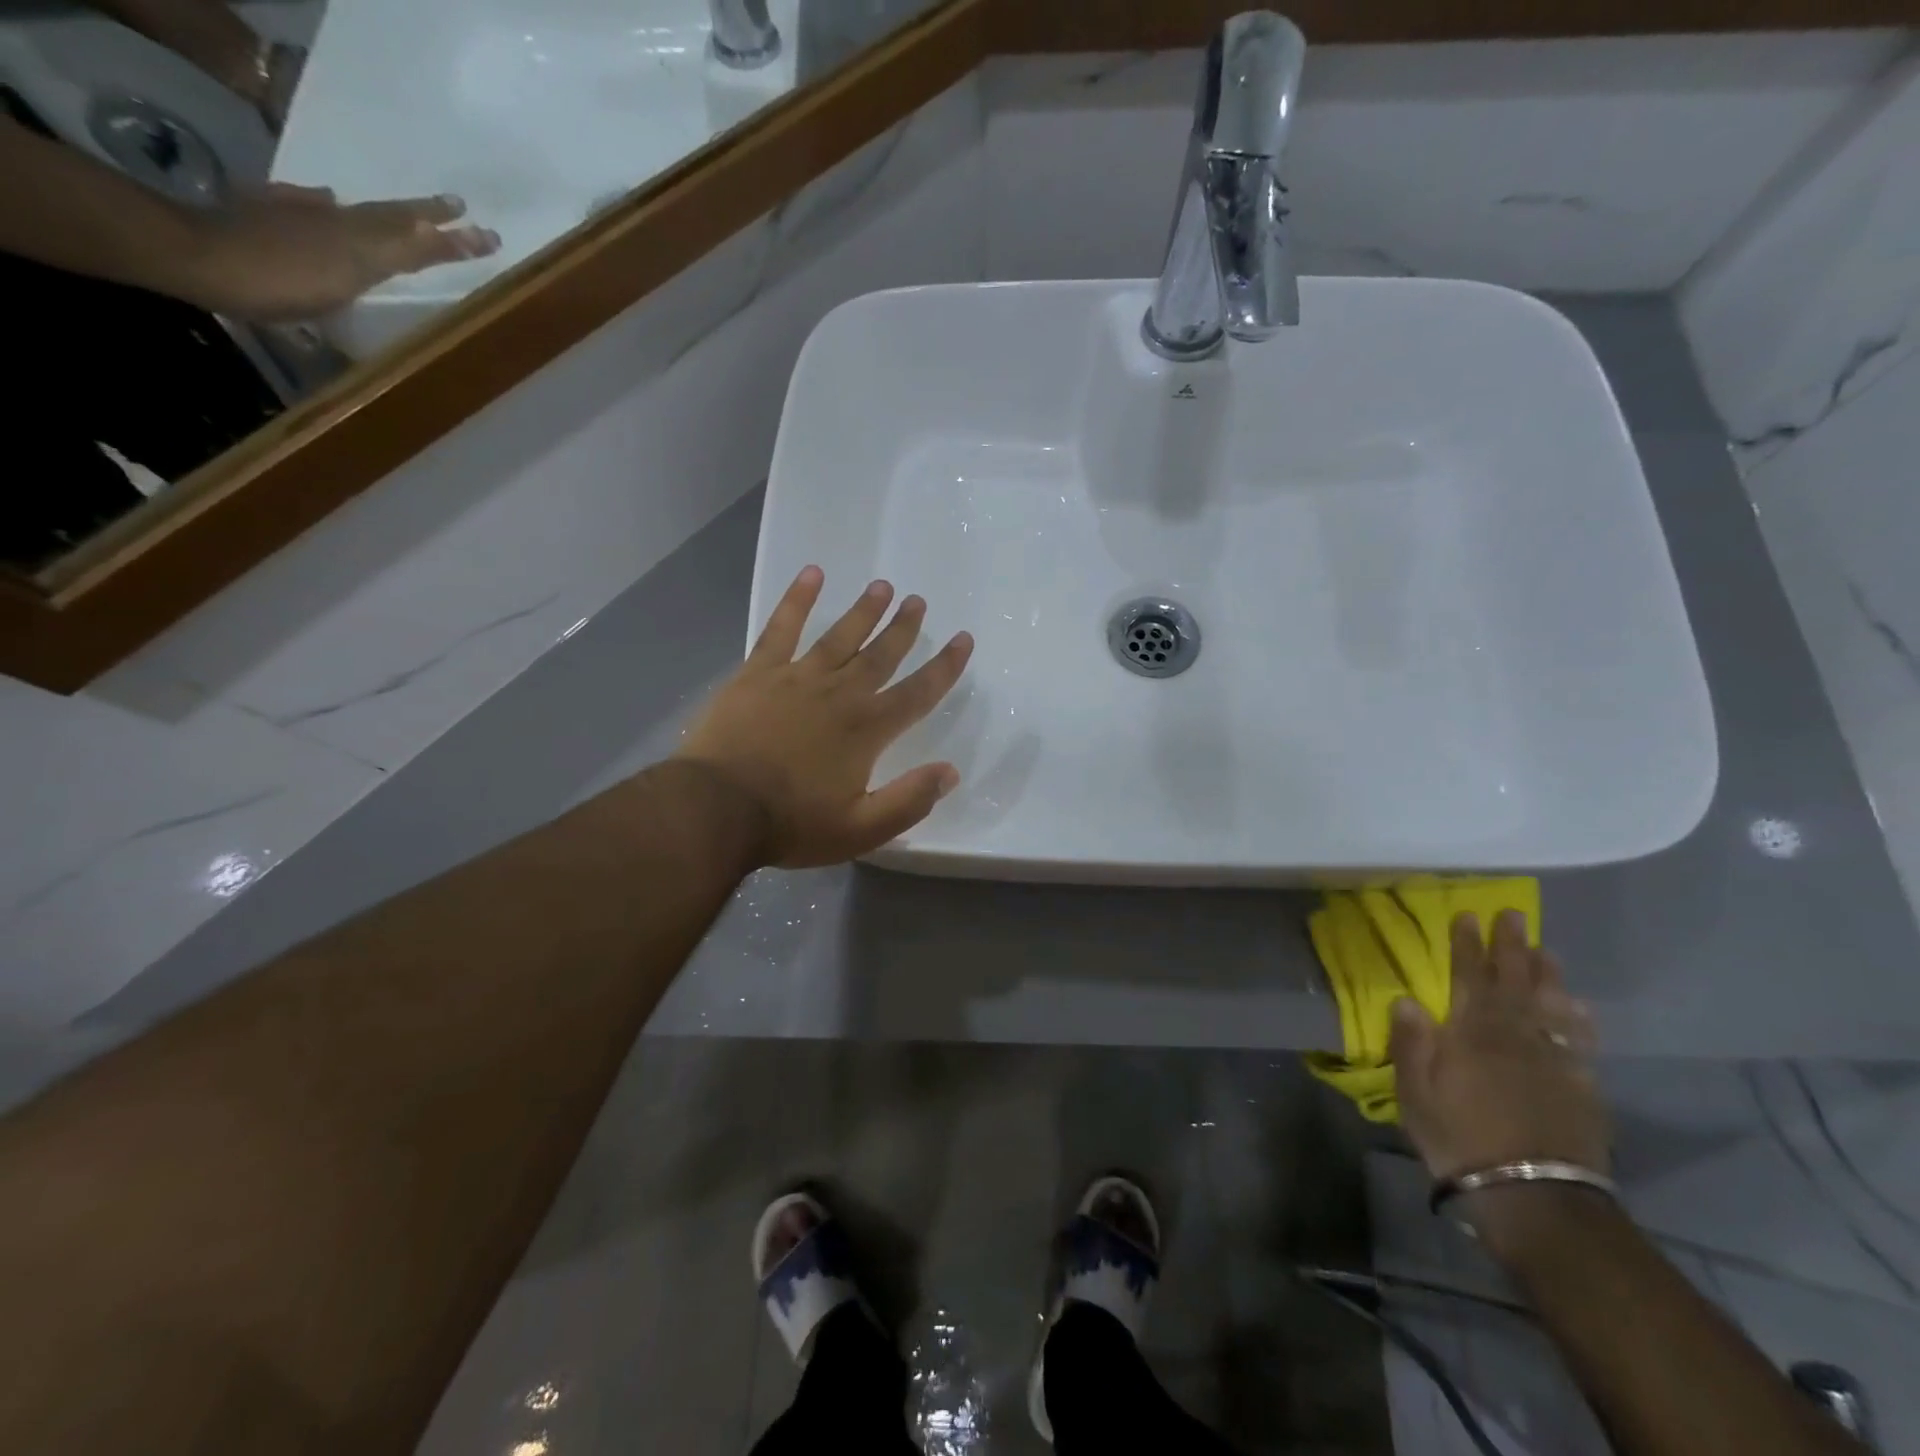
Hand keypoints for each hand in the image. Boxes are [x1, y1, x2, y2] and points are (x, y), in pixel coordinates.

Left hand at [184, 185, 499, 321]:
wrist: (201, 258)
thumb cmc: (282, 278)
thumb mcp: (350, 267)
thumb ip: (391, 246)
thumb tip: (425, 227)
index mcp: (363, 239)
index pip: (420, 239)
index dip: (454, 240)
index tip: (489, 236)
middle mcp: (339, 222)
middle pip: (393, 218)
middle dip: (429, 217)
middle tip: (459, 209)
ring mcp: (304, 220)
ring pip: (360, 215)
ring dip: (390, 216)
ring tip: (413, 212)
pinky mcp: (271, 222)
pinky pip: (312, 210)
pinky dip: (328, 208)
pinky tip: (327, 202)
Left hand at [677, 567, 973, 868]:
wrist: (717, 808)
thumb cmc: (792, 823)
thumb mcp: (861, 829)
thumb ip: (909, 800)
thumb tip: (950, 772)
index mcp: (867, 729)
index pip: (918, 692)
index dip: (945, 667)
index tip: (964, 640)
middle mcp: (839, 694)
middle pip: (880, 654)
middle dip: (903, 628)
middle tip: (918, 601)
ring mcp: (797, 678)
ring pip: (839, 636)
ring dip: (863, 611)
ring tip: (882, 587)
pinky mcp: (758, 673)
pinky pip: (781, 628)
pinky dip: (798, 600)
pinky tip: (812, 574)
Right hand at [1390, 910, 1609, 1185]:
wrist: (1534, 1195)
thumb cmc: (1460, 1139)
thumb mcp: (1416, 1094)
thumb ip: (1411, 1044)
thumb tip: (1406, 998)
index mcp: (1470, 1034)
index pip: (1467, 977)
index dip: (1466, 945)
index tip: (1466, 916)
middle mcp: (1514, 1036)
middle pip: (1512, 981)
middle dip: (1510, 946)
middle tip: (1512, 915)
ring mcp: (1553, 1059)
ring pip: (1551, 1004)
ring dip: (1546, 973)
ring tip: (1545, 949)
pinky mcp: (1581, 1086)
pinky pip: (1581, 1040)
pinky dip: (1579, 1018)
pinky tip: (1579, 1006)